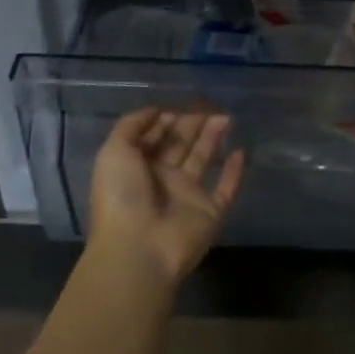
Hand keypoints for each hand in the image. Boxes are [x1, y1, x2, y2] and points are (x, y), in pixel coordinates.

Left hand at [88, 108, 244, 287]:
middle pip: (181, 145)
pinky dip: (234, 172)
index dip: (166, 120)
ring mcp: (187, 196)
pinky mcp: (209, 212)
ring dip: (213, 138)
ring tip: (226, 117)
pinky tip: (241, 151)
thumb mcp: (114, 152)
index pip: (155, 137)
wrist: (139, 249)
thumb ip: (132, 125)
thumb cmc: (122, 196)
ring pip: (203, 160)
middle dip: (193, 124)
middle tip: (210, 105)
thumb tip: (157, 110)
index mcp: (137, 167)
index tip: (181, 104)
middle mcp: (162, 179)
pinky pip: (225, 188)